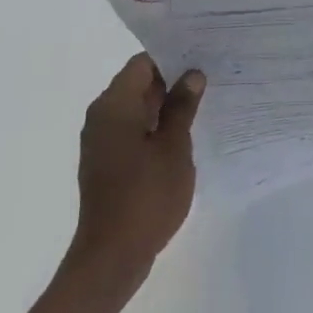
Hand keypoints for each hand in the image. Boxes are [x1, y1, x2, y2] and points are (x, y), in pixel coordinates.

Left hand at [66, 54, 205, 290]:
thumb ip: (182, 107)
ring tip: (204, 104)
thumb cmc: (146, 195)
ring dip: (165, 107)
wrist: (112, 256)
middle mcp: (101, 116)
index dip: (172, 57)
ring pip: (136, 109)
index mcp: (114, 105)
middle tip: (211, 78)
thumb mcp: (174, 147)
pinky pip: (132, 131)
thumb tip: (192, 75)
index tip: (202, 57)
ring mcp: (101, 141)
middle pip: (138, 84)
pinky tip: (183, 136)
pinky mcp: (106, 163)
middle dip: (172, 81)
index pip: (142, 63)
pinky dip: (154, 128)